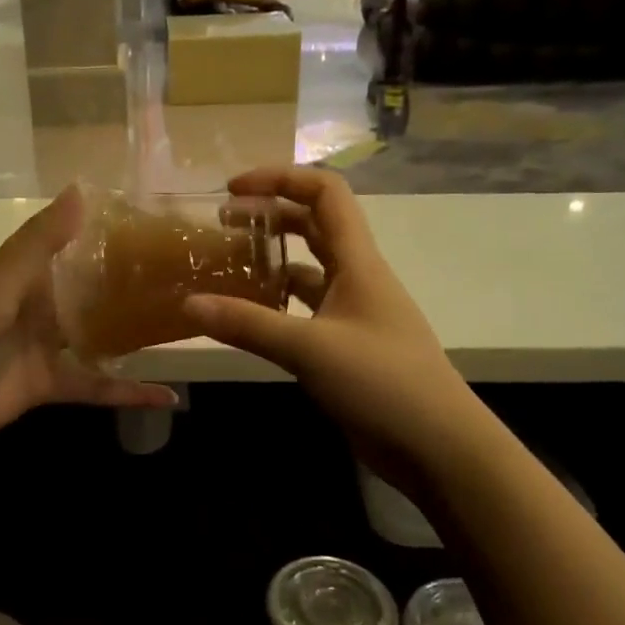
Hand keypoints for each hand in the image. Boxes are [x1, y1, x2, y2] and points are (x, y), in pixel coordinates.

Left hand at [0, 187, 175, 455]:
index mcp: (27, 275)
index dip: (112, 236)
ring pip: (102, 338)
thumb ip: (38, 244)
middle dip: (134, 286)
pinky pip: (96, 386)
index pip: (76, 247)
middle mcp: (42, 306)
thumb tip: (81, 190)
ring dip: (138, 335)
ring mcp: (48, 348)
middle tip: (189, 278)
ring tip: (188, 325)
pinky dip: (128, 392)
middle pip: (95, 293)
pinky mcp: (51, 385)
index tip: (160, 226)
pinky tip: (167, 397)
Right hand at [181, 166, 468, 491]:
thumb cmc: (382, 382)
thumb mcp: (309, 348)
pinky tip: (246, 317)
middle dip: (269, 215)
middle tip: (222, 225)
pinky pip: (305, 310)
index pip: (324, 193)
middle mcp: (356, 278)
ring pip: (308, 270)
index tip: (234, 190)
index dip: (280, 179)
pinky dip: (276, 305)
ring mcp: (353, 313)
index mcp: (358, 261)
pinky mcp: (346, 345)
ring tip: (225, 267)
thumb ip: (248, 324)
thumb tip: (188, 304)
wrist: (437, 445)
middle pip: (314, 225)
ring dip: (271, 260)